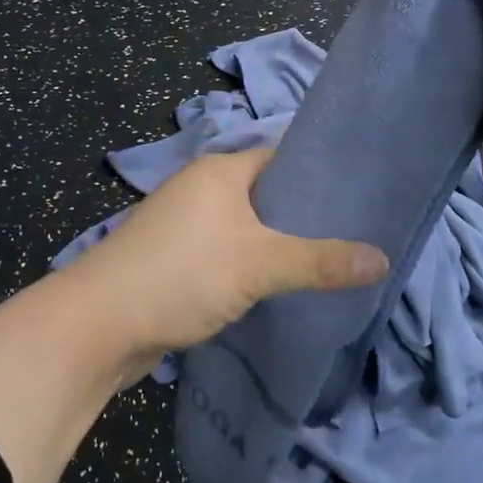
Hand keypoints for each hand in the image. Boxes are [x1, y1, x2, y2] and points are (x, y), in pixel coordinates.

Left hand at [58, 148, 387, 364]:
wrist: (100, 324)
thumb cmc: (182, 274)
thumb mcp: (260, 264)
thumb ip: (320, 261)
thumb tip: (382, 259)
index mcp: (219, 171)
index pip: (279, 158)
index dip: (316, 174)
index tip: (357, 195)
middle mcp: (199, 189)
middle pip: (262, 195)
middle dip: (300, 216)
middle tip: (351, 237)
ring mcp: (182, 225)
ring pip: (243, 229)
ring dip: (274, 246)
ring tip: (324, 265)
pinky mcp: (173, 260)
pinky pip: (224, 255)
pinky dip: (248, 268)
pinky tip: (276, 289)